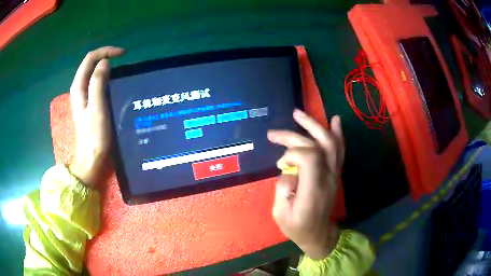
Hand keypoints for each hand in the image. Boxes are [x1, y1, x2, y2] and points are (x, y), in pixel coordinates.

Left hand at [69, 47, 124, 187]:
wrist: (91, 158)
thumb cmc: (94, 135)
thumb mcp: (96, 108)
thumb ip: (98, 83)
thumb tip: (105, 62)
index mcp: (78, 87)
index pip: (90, 59)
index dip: (106, 51)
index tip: (123, 54)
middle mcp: (79, 88)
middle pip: (91, 63)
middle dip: (106, 56)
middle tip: (123, 60)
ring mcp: (84, 96)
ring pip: (94, 73)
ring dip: (106, 67)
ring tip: (121, 69)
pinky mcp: (89, 103)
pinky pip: (97, 83)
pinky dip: (106, 78)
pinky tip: (114, 83)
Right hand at [267, 109, 344, 259]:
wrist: (319, 234)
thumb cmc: (297, 227)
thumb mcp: (280, 214)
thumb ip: (282, 188)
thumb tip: (287, 169)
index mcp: (313, 189)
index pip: (309, 157)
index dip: (292, 153)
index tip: (280, 164)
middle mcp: (327, 177)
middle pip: (318, 145)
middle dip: (296, 134)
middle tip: (275, 133)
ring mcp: (334, 174)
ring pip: (331, 143)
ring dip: (315, 126)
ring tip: (299, 114)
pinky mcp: (335, 173)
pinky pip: (339, 150)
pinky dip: (337, 133)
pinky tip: (334, 120)